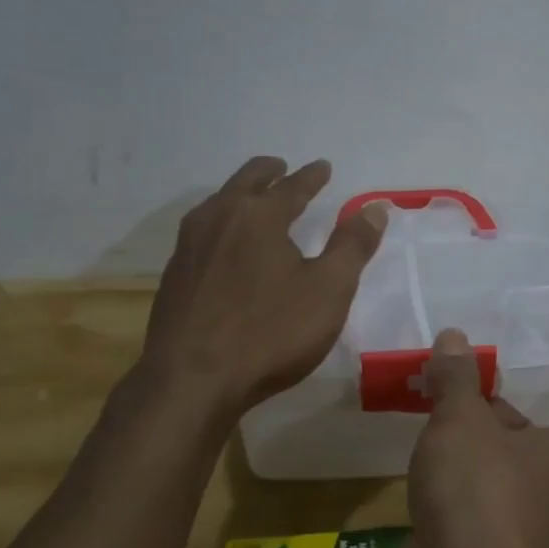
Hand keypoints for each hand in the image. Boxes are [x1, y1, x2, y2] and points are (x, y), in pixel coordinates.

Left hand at [141, 157, 387, 414]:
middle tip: (282, 168)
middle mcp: (219, 218)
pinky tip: (224, 246)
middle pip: (246, 181)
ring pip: (218, 204)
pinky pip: (201, 232)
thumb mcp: (328, 291)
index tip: (323, 166)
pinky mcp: (173, 274)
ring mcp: (189, 245)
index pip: (292, 186)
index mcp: (259, 216)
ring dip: (240, 195)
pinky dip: (220, 224)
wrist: (191, 380)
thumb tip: (375, 208)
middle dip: (269, 172)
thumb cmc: (269, 333)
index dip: (312, 176)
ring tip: (253, 201)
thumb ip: (353, 246)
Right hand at [402, 328, 548, 547]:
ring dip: (479, 447)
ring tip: (438, 418)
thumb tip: (454, 337)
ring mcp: (521, 524)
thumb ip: (457, 380)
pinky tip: (424, 462)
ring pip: (508, 474)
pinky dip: (457, 482)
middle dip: (512, 419)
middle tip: (473, 393)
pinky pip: (477, 503)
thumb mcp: (463, 421)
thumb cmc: (482, 490)